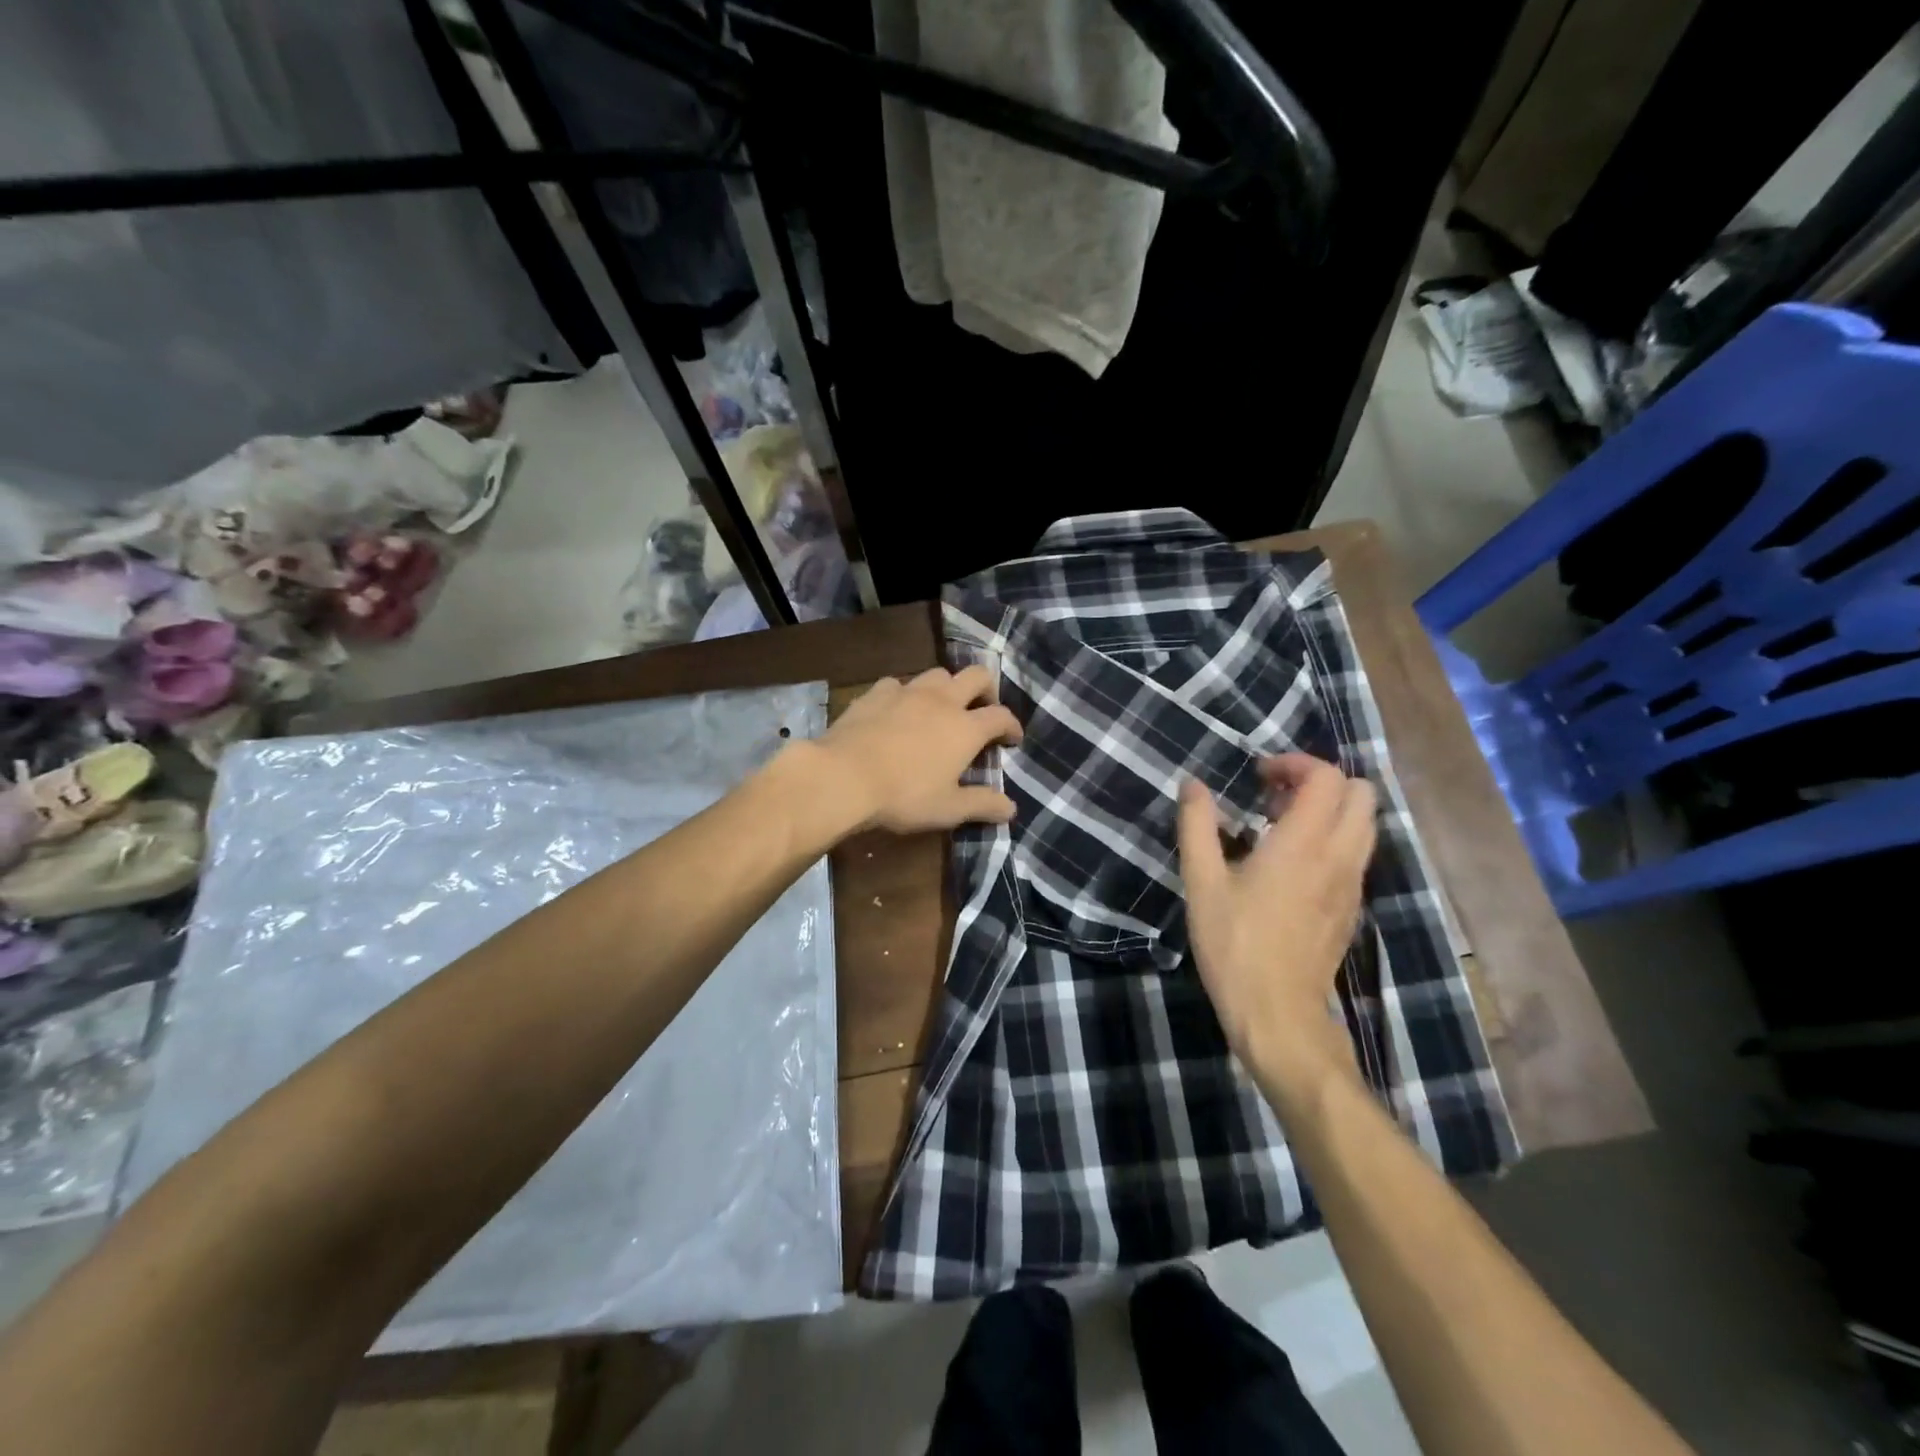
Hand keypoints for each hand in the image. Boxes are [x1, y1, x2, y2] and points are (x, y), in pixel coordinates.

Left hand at [810, 666, 1022, 834]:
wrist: (843, 776)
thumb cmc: (903, 796)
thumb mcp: (948, 809)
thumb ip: (982, 804)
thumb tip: (1011, 808)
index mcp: (966, 728)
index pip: (1001, 716)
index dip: (1012, 725)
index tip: (1012, 739)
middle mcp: (942, 700)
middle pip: (976, 676)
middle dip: (987, 688)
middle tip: (983, 709)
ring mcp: (907, 692)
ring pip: (938, 674)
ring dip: (947, 687)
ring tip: (941, 707)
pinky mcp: (875, 693)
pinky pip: (898, 684)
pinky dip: (906, 693)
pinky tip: (898, 709)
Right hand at [1177, 753, 1376, 1100]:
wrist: (1278, 1015)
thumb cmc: (1234, 945)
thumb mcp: (1202, 883)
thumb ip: (1197, 826)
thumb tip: (1192, 785)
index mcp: (1303, 844)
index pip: (1327, 777)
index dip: (1295, 763)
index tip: (1259, 776)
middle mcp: (1340, 856)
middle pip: (1361, 793)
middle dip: (1320, 781)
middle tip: (1275, 796)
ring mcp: (1353, 884)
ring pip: (1366, 824)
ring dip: (1331, 810)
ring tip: (1282, 827)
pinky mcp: (1353, 908)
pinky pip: (1358, 854)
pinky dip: (1334, 839)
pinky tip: (1293, 865)